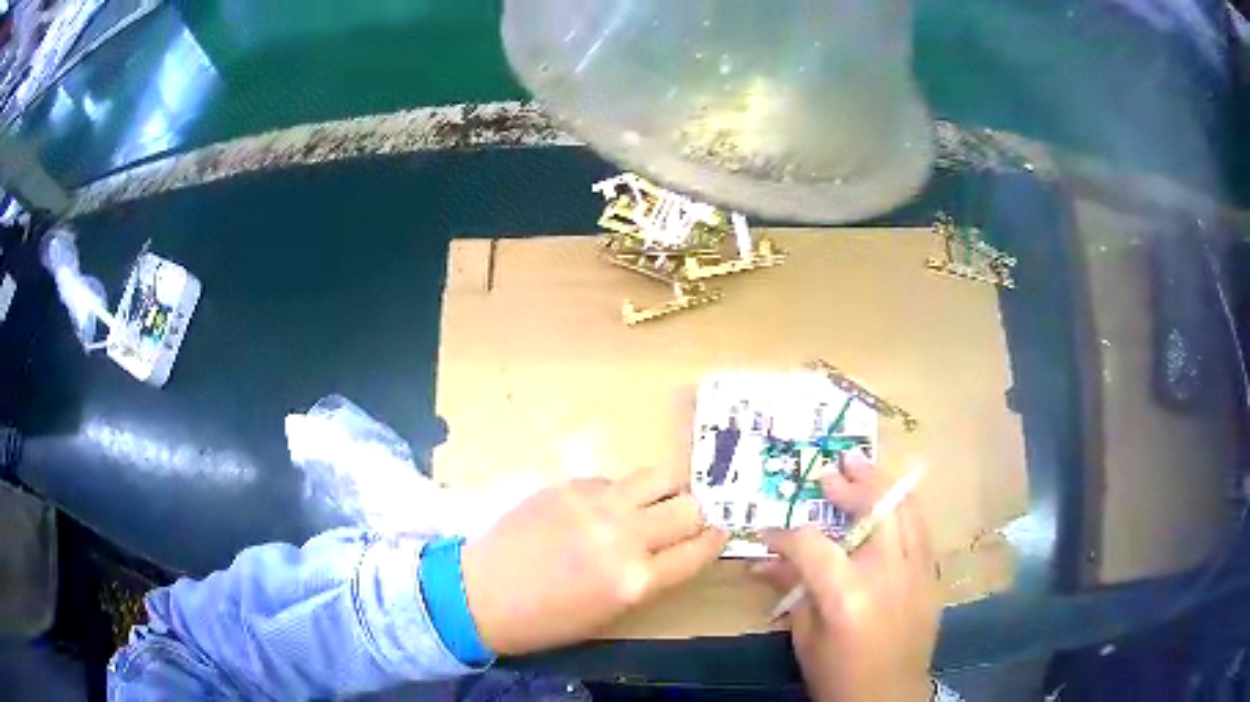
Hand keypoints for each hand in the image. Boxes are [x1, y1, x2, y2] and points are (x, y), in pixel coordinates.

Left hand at [461, 468, 727, 654]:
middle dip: (693, 515)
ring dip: (664, 490)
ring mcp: (596, 504)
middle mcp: (625, 536)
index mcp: (636, 580)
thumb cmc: (546, 619)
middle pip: (688, 507)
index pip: (699, 549)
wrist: (482, 593)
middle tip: (681, 522)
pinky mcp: (570, 485)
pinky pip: (615, 479)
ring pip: (659, 476)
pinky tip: (601, 508)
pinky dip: (621, 492)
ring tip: (650, 503)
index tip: (717, 533)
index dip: (715, 540)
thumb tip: (670, 548)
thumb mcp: (610, 612)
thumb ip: (647, 577)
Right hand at [755, 452, 939, 701]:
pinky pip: (920, 528)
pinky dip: (903, 509)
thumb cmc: (838, 675)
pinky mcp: (932, 576)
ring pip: (907, 509)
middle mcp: (889, 573)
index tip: (767, 534)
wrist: (887, 698)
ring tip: (863, 466)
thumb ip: (791, 590)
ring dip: (884, 484)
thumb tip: (763, 562)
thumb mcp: (805, 637)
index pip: (812, 544)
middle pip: (875, 508)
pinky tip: (889, 504)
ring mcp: (918, 571)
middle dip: (851, 485)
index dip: (785, 536)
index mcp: (847, 594)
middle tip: (832, 472)